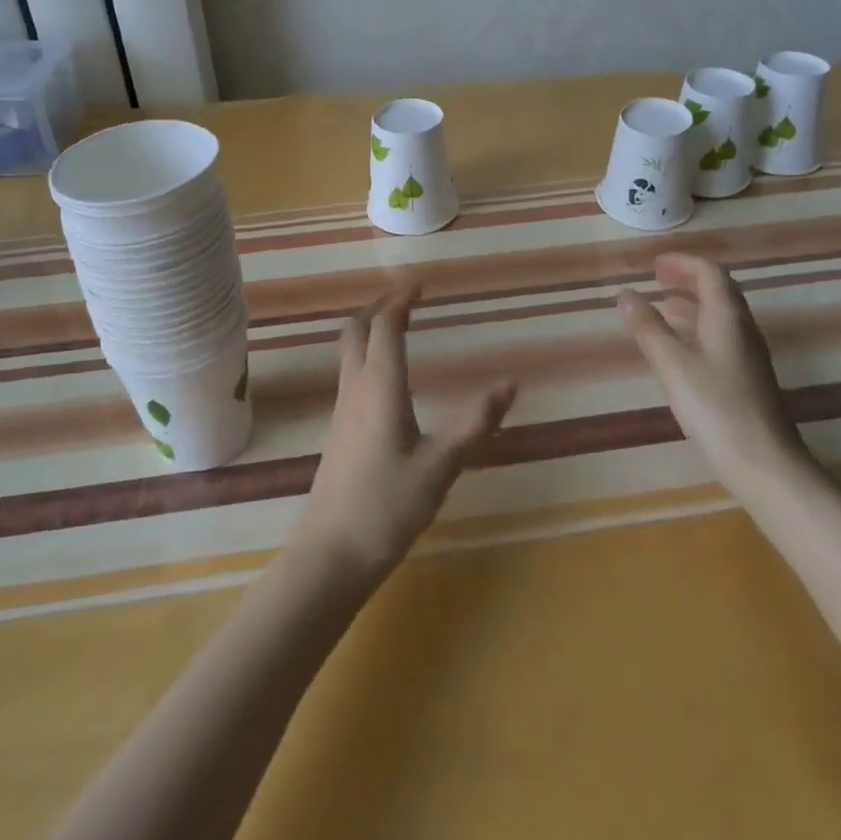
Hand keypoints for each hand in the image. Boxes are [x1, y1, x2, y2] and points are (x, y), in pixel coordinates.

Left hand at [292, 286, 516, 589]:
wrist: (330, 555)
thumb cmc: (386, 506)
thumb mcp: (440, 466)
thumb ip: (474, 423)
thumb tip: (510, 384)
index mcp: (379, 387)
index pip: (384, 328)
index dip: (399, 301)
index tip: (417, 284)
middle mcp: (355, 390)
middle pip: (356, 332)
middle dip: (378, 309)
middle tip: (406, 302)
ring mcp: (342, 412)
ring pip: (349, 354)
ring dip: (370, 332)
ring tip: (399, 330)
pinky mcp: (339, 433)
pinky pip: (351, 376)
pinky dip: (368, 358)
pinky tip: (388, 381)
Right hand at [617, 254, 810, 490]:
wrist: (766, 465)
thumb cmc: (716, 408)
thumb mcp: (673, 365)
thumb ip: (648, 328)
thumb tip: (626, 294)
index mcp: (727, 317)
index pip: (710, 272)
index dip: (683, 263)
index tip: (654, 265)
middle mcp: (743, 329)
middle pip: (719, 290)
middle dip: (688, 278)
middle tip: (657, 278)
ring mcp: (749, 355)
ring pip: (721, 315)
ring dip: (693, 303)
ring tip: (663, 306)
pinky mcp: (748, 379)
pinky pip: (721, 336)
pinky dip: (698, 327)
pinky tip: (681, 348)